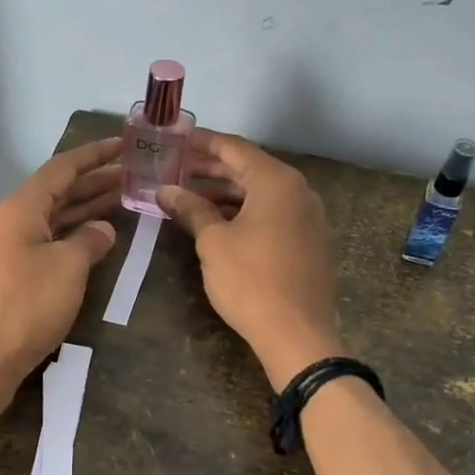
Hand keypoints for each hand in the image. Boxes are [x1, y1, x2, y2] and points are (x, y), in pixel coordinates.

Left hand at [0, 137, 123, 396]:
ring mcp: (7, 248)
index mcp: (21, 208)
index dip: (94, 155)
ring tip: (123, 200)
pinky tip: (95, 239)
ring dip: (85, 208)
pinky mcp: (9, 274)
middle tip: (133, 175)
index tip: (124, 144)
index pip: (62, 168)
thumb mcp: (68, 268)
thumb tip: (103, 229)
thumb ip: (90, 240)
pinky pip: (47, 241)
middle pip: (58, 191)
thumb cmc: (26, 306)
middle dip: (95, 182)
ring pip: (53, 218)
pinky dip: (72, 235)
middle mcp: (10, 221)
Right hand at [158, 130, 344, 387]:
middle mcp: (298, 191)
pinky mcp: (308, 241)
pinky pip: (272, 213)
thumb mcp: (213, 242)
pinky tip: (217, 221)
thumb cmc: (251, 281)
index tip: (175, 139)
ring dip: (225, 192)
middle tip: (174, 167)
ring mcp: (307, 217)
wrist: (297, 335)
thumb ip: (191, 208)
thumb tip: (166, 190)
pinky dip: (244, 211)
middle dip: (210, 168)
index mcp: (277, 181)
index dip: (202, 142)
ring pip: (260, 193)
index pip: (234, 148)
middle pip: (248, 168)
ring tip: (188, 195)